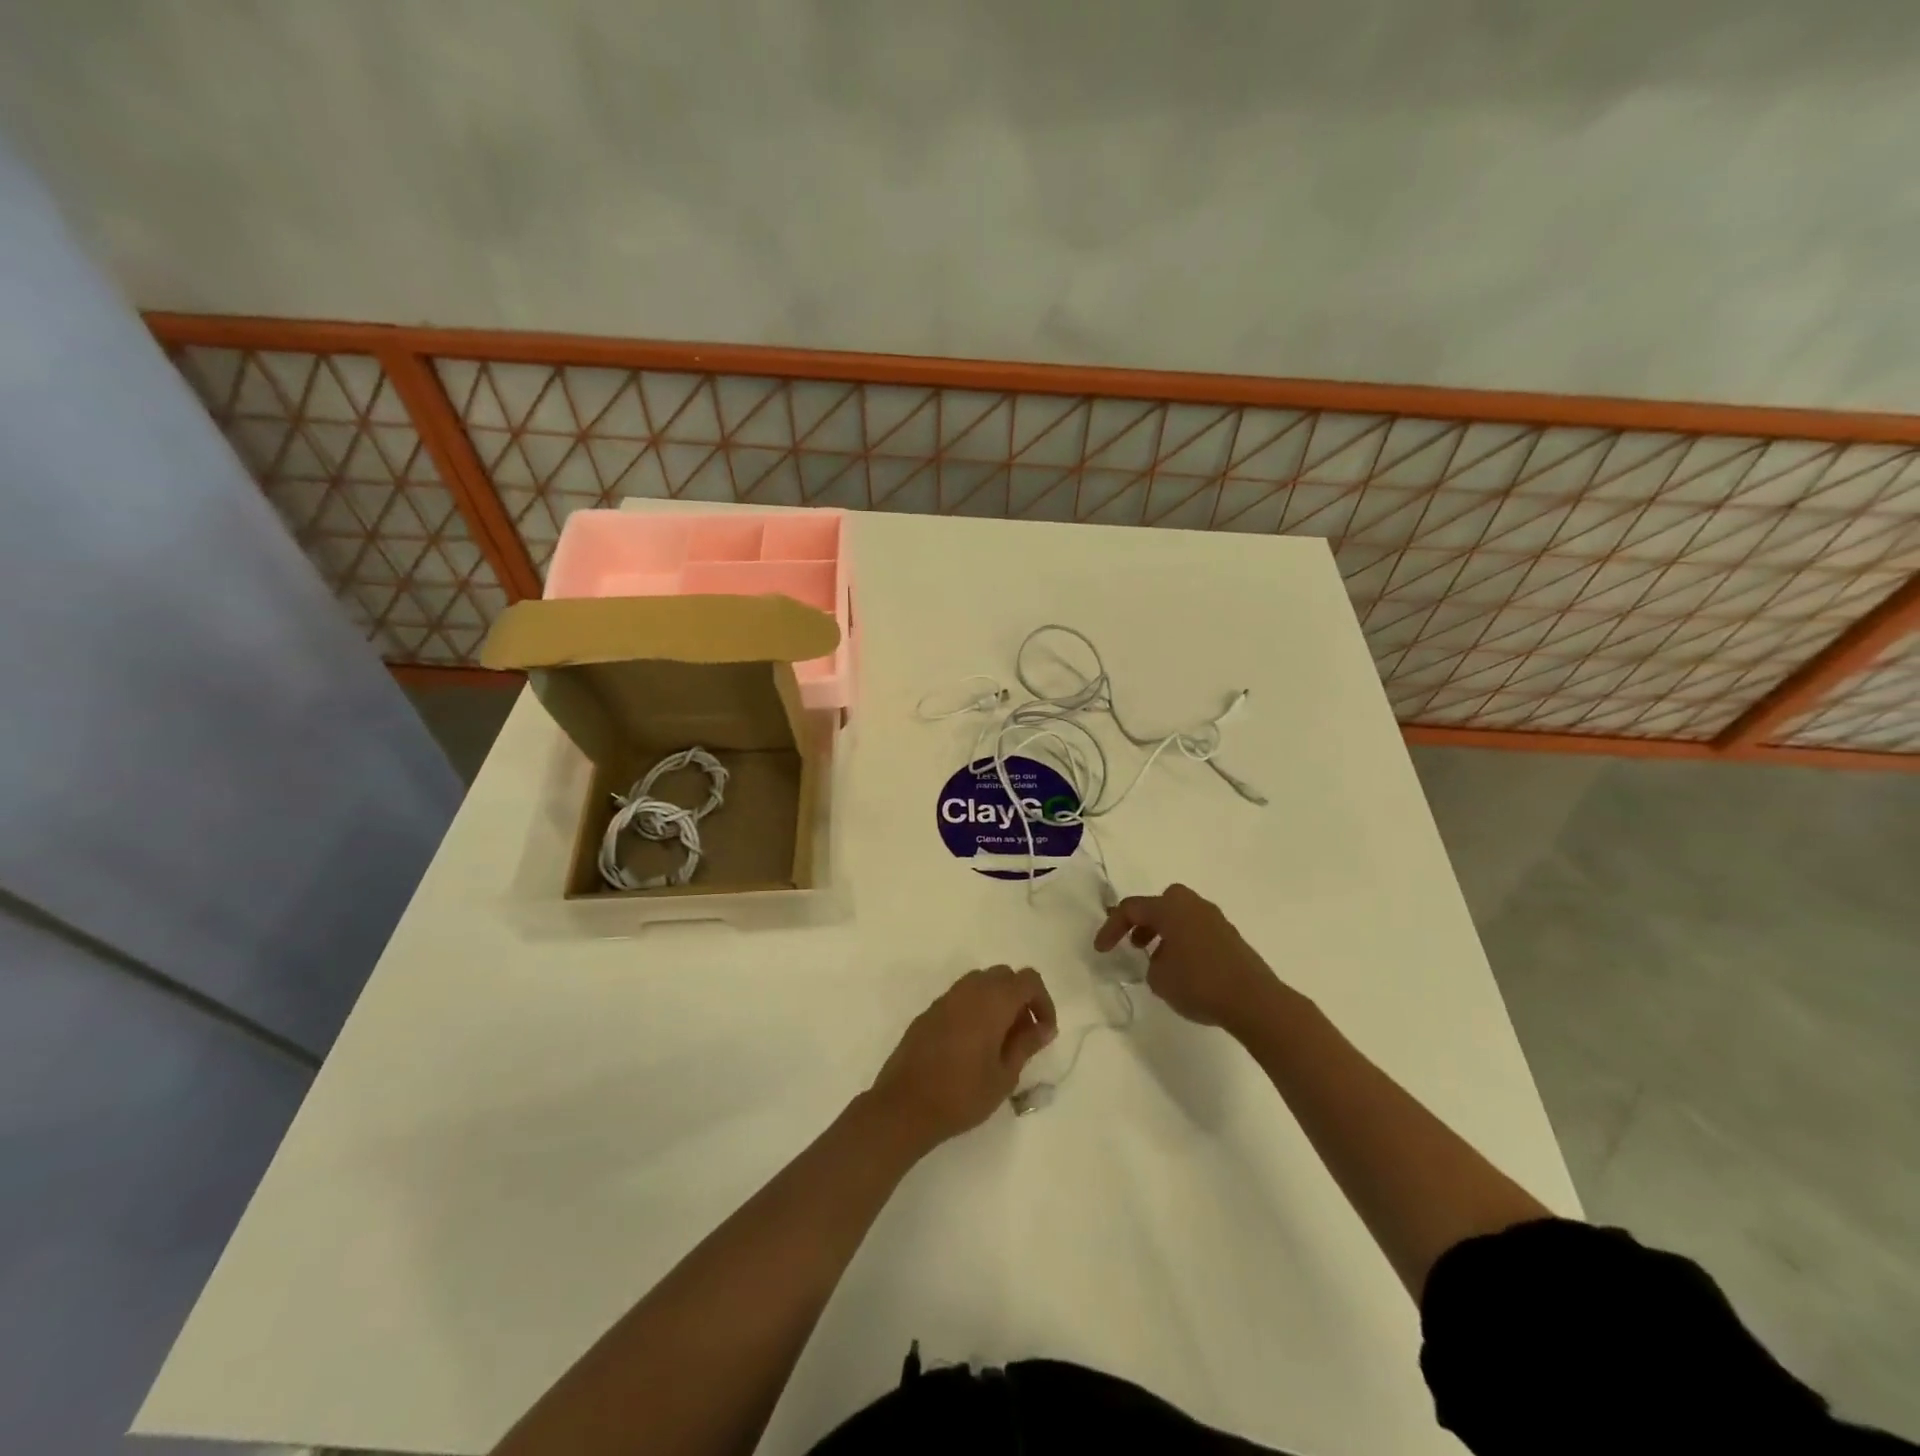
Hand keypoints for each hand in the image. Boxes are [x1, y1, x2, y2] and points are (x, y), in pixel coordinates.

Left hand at [869, 966, 1056, 1150]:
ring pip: (980, 983)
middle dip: (1020, 998)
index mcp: (992, 1001)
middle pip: (1004, 976)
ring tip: (999, 1040)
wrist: (904, 1105)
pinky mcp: (929, 1012)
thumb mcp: (1004, 1075)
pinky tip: (972, 1044)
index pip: (1028, 979)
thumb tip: (1043, 1027)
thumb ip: (1026, 1044)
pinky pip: (960, 998)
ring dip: (996, 1001)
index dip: (1043, 1001)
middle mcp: (969, 990)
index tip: (1044, 1031)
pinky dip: (974, 1008)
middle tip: (1023, 1035)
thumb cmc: (962, 1094)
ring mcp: (945, 999)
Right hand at [1095, 883, 1278, 1035]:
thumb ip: (1151, 964)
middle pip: (1159, 904)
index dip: (1111, 928)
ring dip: (1164, 933)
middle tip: (1134, 943)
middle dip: (1143, 922)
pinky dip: (1183, 941)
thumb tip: (1161, 960)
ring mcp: (1215, 918)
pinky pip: (1196, 930)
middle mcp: (1192, 905)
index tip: (1101, 950)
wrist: (1254, 1000)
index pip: (1131, 908)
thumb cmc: (1199, 983)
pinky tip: (1183, 968)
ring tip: (1157, 961)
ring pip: (1180, 916)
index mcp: (1170, 907)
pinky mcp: (1230, 936)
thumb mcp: (1159, 979)